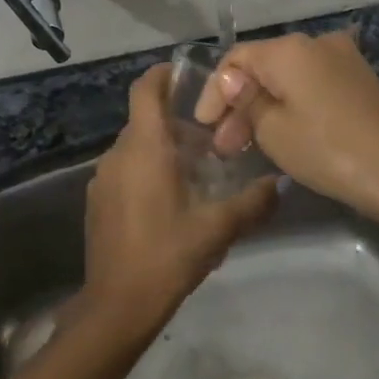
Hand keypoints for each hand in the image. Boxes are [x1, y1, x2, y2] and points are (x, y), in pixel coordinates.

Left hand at [83, 65, 277, 334]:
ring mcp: (103, 178)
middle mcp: (118, 154)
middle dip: (176, 123)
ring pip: (135, 148)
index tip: (187, 74)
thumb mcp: (218, 229)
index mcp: (144, 148)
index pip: (145, 90)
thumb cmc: (168, 255)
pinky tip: (171, 200)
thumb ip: (252, 203)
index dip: (163, 75)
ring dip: (162, 150)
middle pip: (145, 121)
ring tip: (196, 172)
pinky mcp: (97, 201)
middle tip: (212, 140)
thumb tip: (281, 184)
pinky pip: (124, 171)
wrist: (118, 304)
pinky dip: (146, 171)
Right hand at [194, 30, 378, 225]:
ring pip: (287, 79)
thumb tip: (231, 80)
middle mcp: (316, 43)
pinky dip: (290, 107)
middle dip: (238, 105)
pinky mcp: (359, 81)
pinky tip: (281, 135)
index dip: (214, 92)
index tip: (202, 127)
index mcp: (290, 49)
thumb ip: (245, 100)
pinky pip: (311, 86)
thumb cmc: (328, 150)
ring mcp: (343, 60)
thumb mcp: (273, 130)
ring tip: (248, 148)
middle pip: (262, 67)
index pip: (235, 58)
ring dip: (263, 108)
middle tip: (224, 147)